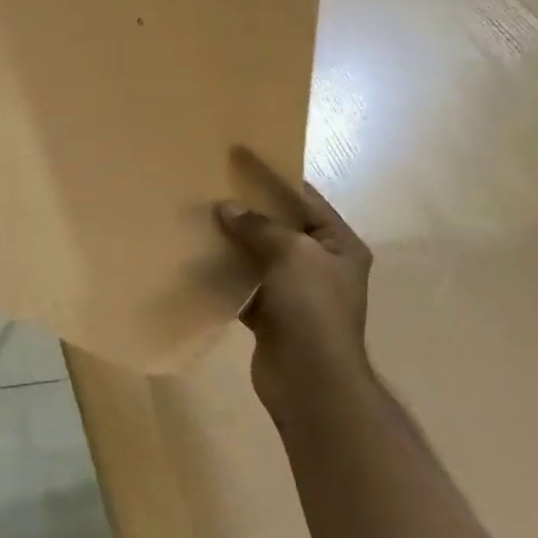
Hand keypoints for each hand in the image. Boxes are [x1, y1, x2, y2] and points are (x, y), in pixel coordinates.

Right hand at [216, 147, 371, 403]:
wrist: (310, 379)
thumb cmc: (312, 308)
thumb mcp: (292, 255)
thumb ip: (259, 228)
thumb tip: (226, 208)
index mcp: (339, 245)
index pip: (307, 200)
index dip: (275, 178)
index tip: (242, 159)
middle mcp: (320, 266)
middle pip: (281, 228)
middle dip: (249, 211)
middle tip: (213, 189)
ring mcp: (295, 293)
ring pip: (259, 258)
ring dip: (233, 243)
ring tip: (200, 220)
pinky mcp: (270, 316)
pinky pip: (244, 287)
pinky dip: (225, 276)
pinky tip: (198, 262)